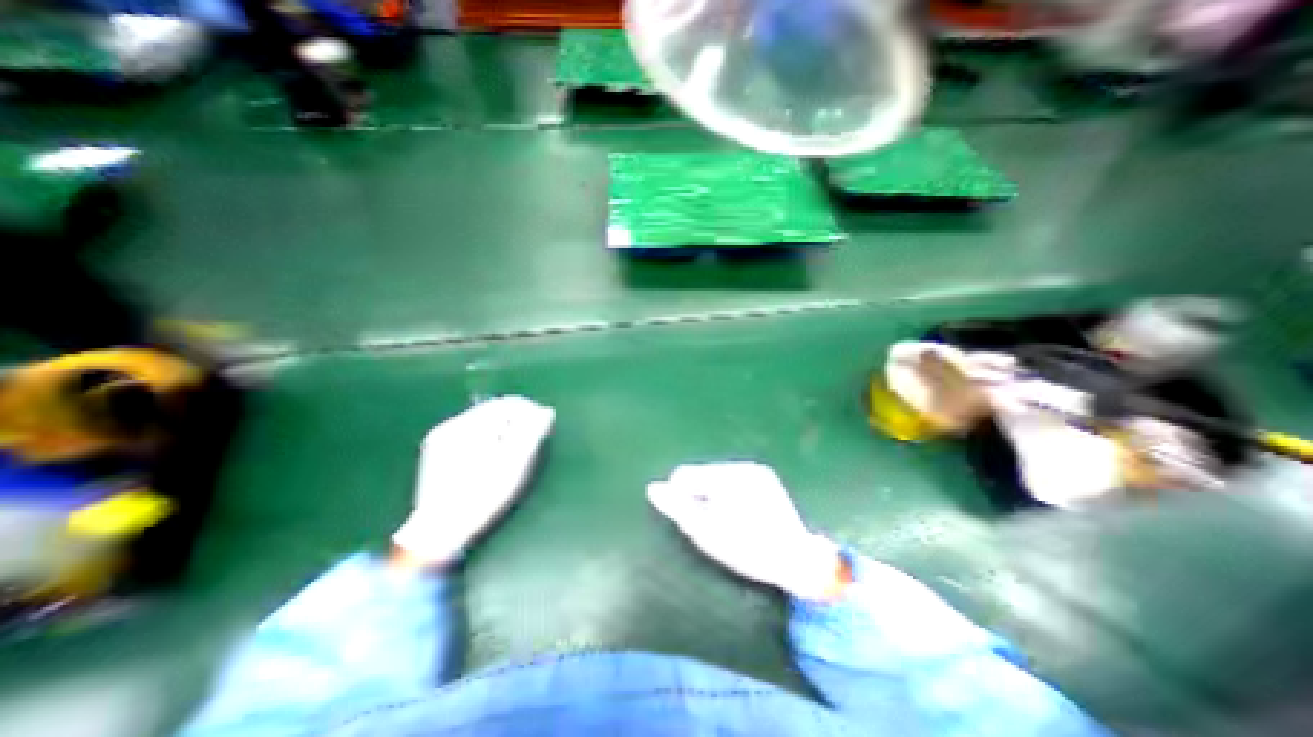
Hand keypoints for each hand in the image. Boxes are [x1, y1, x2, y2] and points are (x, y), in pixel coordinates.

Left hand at [387, 395, 551, 568]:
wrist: (439, 531)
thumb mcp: (514, 466)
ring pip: (481, 419)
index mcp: (469, 428)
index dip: (529, 410)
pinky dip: (487, 435)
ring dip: (502, 426)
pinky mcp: (437, 449)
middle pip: (493, 409)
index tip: (543, 423)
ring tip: (514, 446)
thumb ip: (531, 434)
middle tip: (532, 435)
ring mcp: (441, 437)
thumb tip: (546, 411)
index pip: (507, 404)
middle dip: (515, 418)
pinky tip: (493, 453)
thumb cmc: (483, 498)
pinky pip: (469, 431)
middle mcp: (452, 426)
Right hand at [645, 464, 844, 600]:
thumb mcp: (706, 533)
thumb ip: (677, 508)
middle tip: (715, 523)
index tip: (697, 521)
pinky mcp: (765, 476)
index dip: (683, 499)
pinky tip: (742, 513)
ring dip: (714, 494)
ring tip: (730, 520)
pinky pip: (733, 478)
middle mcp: (741, 464)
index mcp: (727, 476)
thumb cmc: (747, 549)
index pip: (685, 475)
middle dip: (700, 495)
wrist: (797, 560)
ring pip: (716, 475)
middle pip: (701, 473)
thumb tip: (652, 487)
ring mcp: (755, 469)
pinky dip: (728, 493)